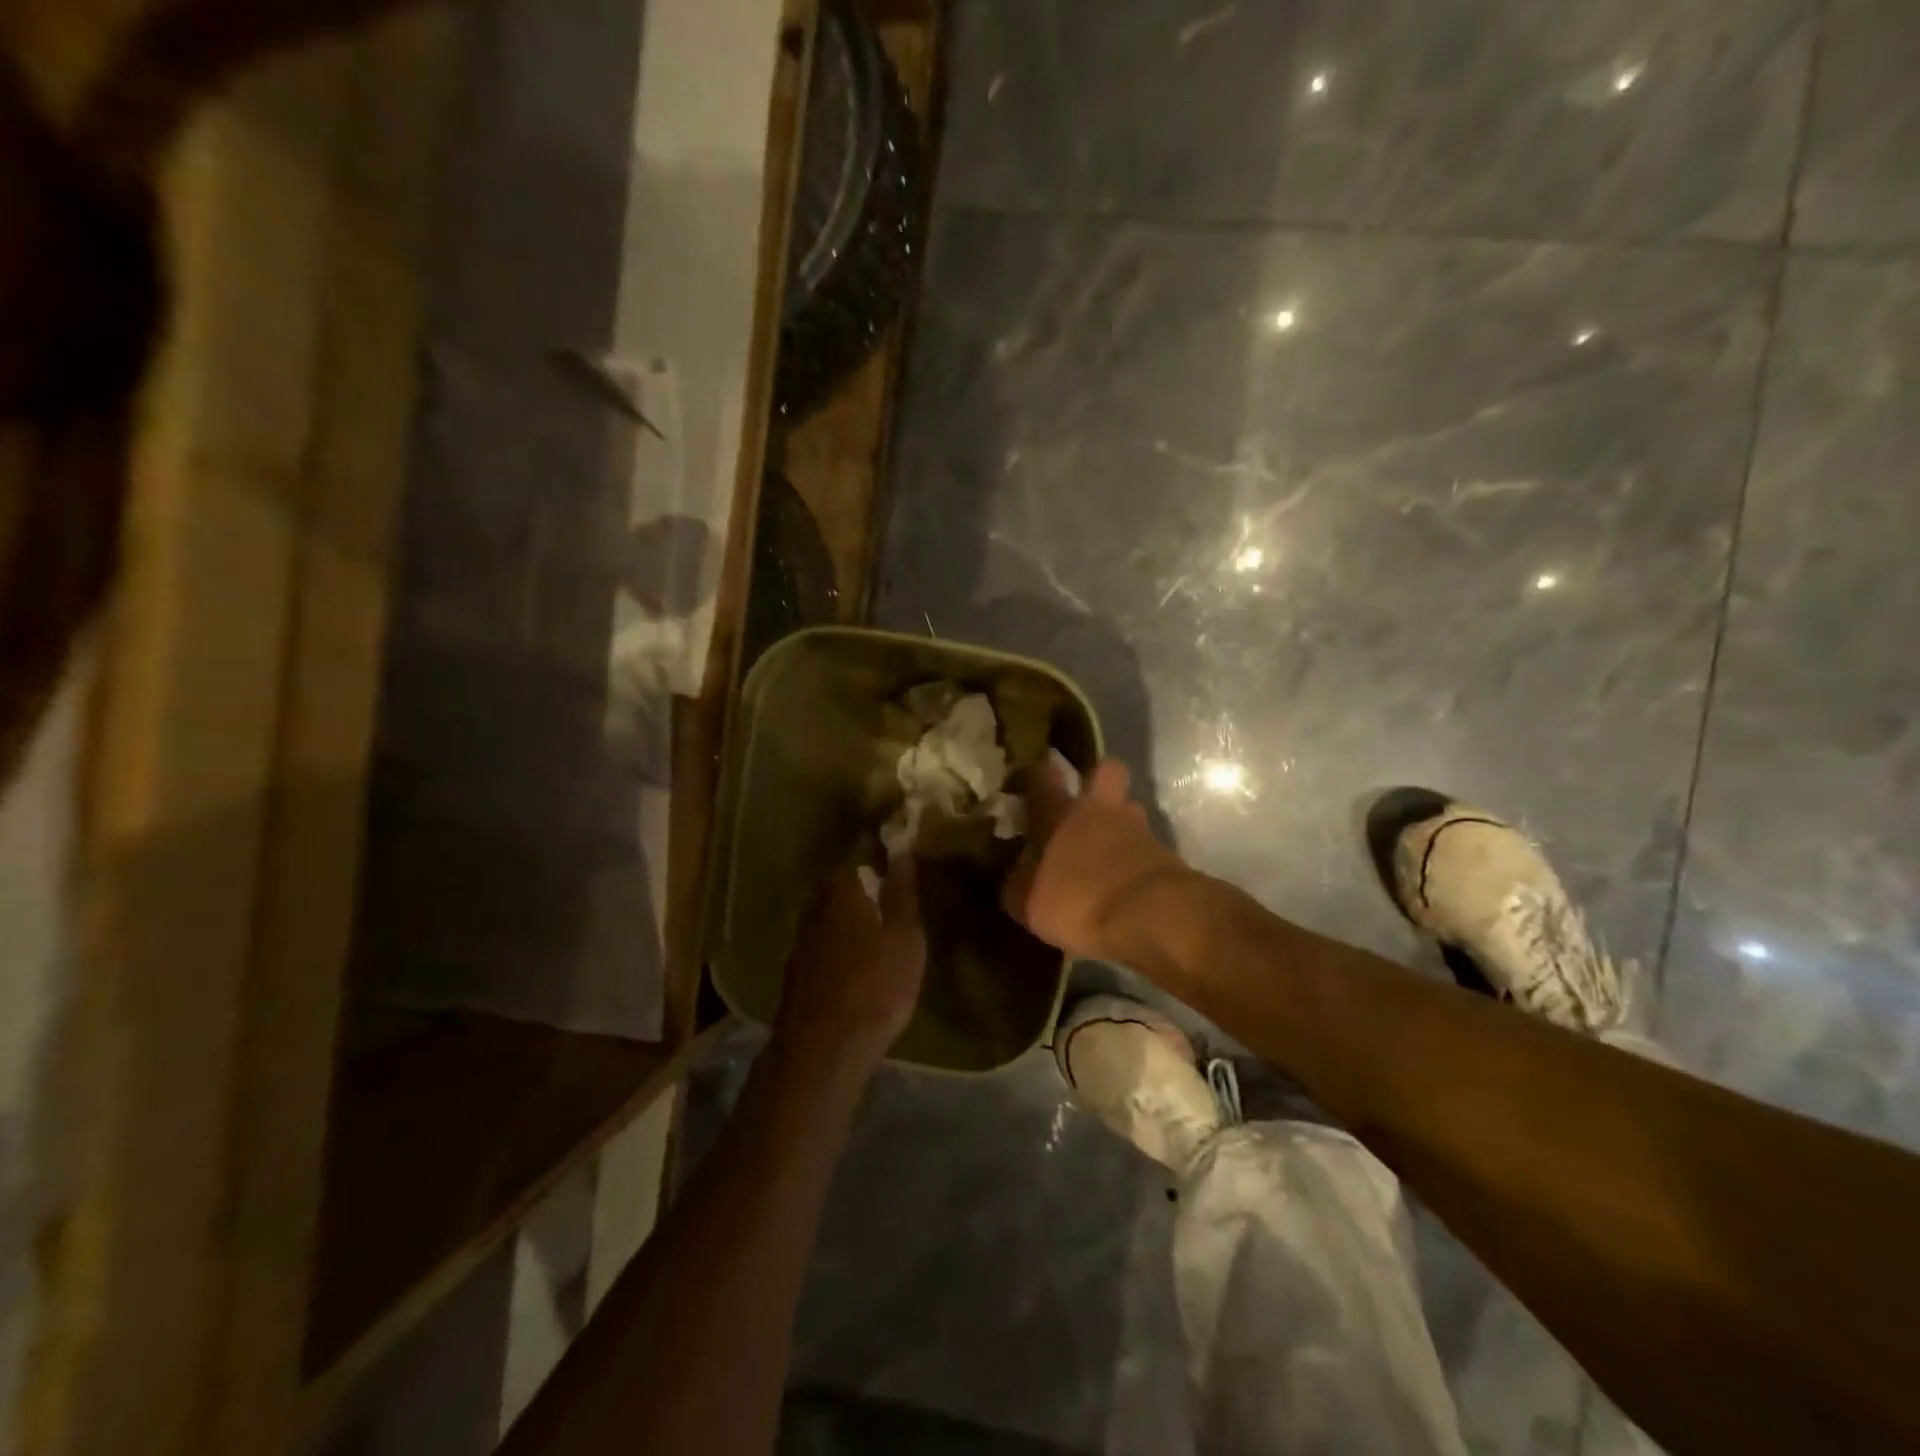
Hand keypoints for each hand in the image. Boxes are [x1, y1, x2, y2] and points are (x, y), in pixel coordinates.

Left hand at [775, 859, 925, 1071]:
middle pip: (840, 891)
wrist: (824, 1048)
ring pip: (829, 923)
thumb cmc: (876, 983)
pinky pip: (822, 951)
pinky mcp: (794, 975)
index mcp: (840, 890)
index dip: (879, 868)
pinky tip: (856, 975)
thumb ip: (903, 893)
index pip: (858, 861)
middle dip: (862, 898)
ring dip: (849, 929)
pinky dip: (838, 955)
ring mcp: (799, 943)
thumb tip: (902, 852)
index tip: (898, 880)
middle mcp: (813, 908)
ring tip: (877, 947)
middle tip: (892, 915)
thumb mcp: (906, 937)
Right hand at [1002, 757, 1192, 961]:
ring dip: (1119, 825)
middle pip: (1106, 770)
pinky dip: (1135, 860)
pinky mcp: (1166, 854)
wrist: (1151, 918)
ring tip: (1107, 852)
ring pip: (1129, 810)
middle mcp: (1101, 809)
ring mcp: (1139, 828)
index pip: (1041, 775)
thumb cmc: (1078, 900)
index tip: (1026, 783)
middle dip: (1097, 779)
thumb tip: (1016, 876)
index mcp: (1060, 813)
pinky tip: (1125, 883)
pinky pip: (1144, 848)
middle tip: (1084, 804)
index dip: (1033, 774)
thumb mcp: (1028, 903)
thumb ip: (1018, 884)